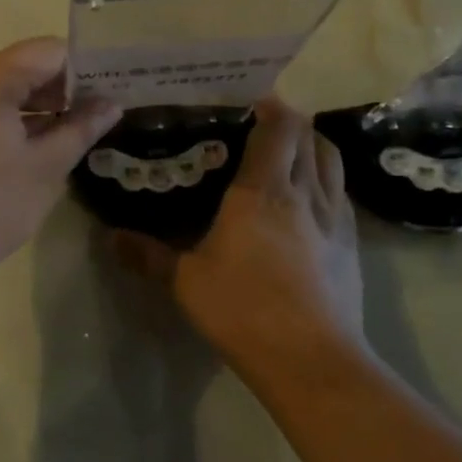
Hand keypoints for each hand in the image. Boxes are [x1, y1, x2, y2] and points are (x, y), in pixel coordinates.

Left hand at [0, 38, 121, 284]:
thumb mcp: (44, 169)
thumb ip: (80, 129)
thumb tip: (111, 105)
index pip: (47, 51)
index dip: (84, 68)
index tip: (112, 90)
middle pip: (20, 65)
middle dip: (60, 87)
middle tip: (99, 112)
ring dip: (33, 103)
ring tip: (71, 130)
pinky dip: (4, 115)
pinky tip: (30, 143)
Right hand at [123, 97, 366, 375]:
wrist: (312, 360)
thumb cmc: (243, 309)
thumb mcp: (185, 282)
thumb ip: (147, 255)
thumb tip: (109, 237)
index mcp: (261, 190)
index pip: (278, 128)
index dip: (270, 107)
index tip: (251, 101)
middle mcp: (303, 192)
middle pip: (309, 136)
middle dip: (290, 122)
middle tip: (263, 126)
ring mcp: (333, 217)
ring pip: (332, 160)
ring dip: (314, 145)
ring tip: (291, 152)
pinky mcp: (351, 243)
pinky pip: (341, 193)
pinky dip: (327, 180)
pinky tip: (310, 199)